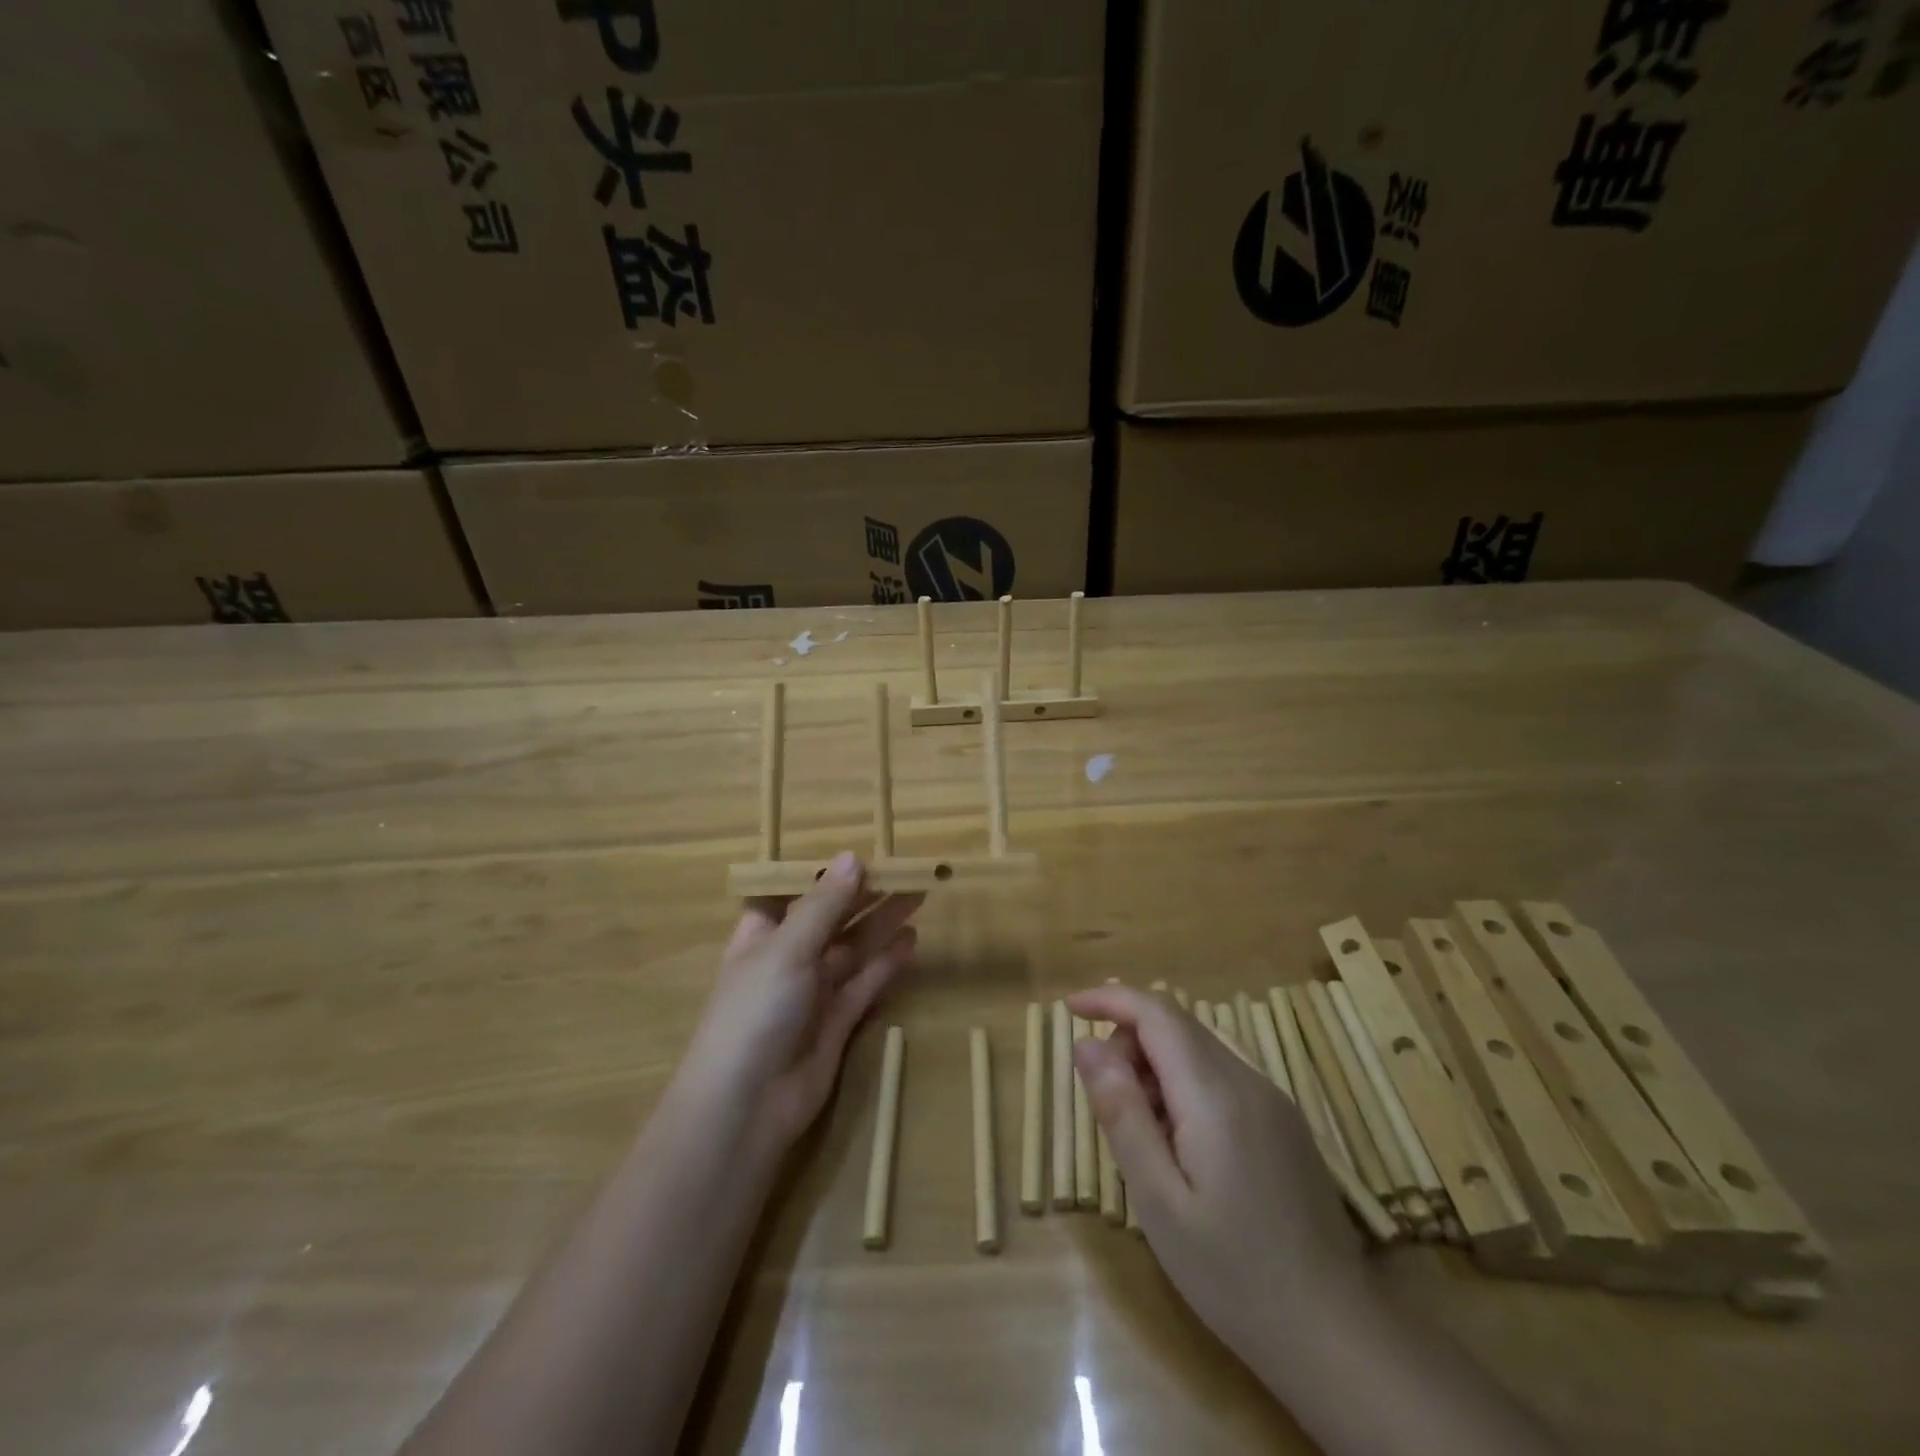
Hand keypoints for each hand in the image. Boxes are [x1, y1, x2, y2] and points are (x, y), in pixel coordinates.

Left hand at [681, 853, 921, 1156]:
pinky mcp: (838, 1021)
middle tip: (906, 870)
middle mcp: (788, 958)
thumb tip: (852, 857)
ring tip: (917, 894)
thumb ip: (824, 905)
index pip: (792, 893)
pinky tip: (911, 941)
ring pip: (853, 947)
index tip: (860, 854)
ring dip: (882, 922)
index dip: (823, 874)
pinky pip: (866, 982)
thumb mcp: (788, 948)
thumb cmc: (756, 1011)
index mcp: (762, 934)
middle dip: (864, 894)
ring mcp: (814, 991)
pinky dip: (887, 962)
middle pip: (831, 917)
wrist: (748, 1105)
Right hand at [1067, 984, 1366, 1371]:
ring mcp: (1272, 1101)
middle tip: (1102, 1096)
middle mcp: (1248, 1081)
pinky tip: (1179, 1145)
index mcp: (1215, 1095)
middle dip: (1128, 1038)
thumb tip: (1087, 1045)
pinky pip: (1220, 1076)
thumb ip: (1121, 1113)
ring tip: (1140, 1132)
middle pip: (1177, 1025)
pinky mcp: (1283, 1123)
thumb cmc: (1233, 1275)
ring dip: (1155, 1065)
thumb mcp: (1158, 1200)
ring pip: (1198, 1049)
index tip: (1071, 1008)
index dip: (1110, 999)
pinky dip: (1183, 1085)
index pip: (1157, 1013)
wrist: (1336, 1338)